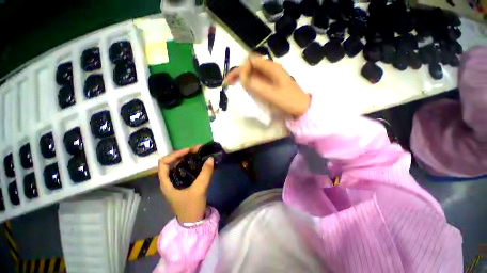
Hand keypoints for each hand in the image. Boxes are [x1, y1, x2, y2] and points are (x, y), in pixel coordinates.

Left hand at [158, 146, 213, 222]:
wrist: (193, 222)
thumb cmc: (191, 207)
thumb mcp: (199, 190)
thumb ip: (205, 173)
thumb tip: (210, 158)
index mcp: (166, 182)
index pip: (164, 162)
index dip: (175, 154)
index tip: (189, 151)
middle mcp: (169, 180)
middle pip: (172, 162)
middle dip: (184, 154)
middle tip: (197, 150)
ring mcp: (176, 182)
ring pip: (179, 165)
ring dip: (188, 158)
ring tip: (199, 153)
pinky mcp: (183, 183)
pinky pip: (185, 170)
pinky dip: (191, 164)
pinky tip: (199, 162)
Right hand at [223, 57, 310, 117]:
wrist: (302, 108)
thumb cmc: (289, 101)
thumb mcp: (271, 94)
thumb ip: (256, 85)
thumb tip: (242, 78)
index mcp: (271, 68)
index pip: (250, 62)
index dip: (240, 70)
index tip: (236, 82)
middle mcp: (270, 69)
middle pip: (250, 66)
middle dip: (238, 73)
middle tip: (228, 83)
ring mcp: (271, 77)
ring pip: (252, 73)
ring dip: (242, 78)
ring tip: (234, 86)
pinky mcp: (271, 84)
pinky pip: (257, 80)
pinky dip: (249, 84)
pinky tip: (245, 90)